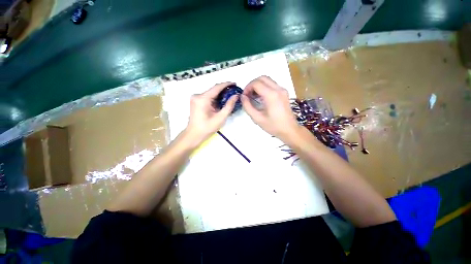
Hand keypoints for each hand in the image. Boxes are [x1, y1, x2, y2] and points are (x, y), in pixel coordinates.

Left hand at [185, 82, 238, 144]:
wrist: (194, 134)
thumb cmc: (207, 128)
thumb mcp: (220, 118)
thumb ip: (229, 106)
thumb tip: (236, 96)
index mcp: (202, 98)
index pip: (216, 87)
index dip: (226, 84)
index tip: (235, 83)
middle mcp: (197, 95)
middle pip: (213, 90)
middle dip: (224, 90)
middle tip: (234, 92)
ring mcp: (195, 98)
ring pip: (211, 93)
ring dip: (220, 94)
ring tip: (230, 96)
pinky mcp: (196, 101)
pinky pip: (208, 96)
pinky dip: (215, 98)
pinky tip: (222, 101)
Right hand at [241, 76, 299, 141]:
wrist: (290, 130)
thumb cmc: (273, 126)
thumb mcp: (257, 118)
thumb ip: (247, 106)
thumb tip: (242, 97)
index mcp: (271, 95)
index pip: (256, 83)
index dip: (247, 88)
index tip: (244, 96)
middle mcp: (278, 89)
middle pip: (262, 78)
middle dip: (252, 84)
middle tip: (247, 94)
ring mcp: (282, 90)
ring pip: (267, 80)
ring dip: (258, 85)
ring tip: (253, 96)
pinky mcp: (284, 93)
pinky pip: (272, 85)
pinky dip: (264, 87)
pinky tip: (260, 97)